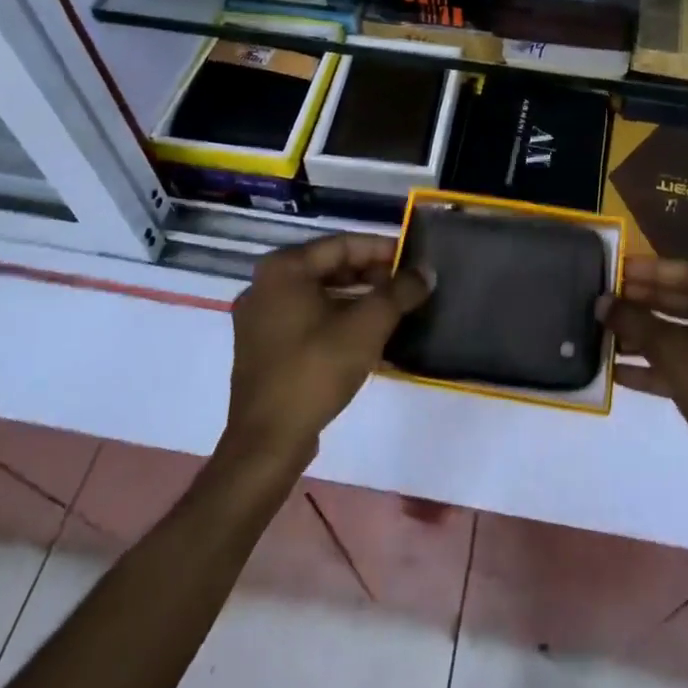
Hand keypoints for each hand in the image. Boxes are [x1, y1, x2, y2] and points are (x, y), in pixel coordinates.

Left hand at [223, 234, 431, 469]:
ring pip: (320, 294)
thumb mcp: (367, 326)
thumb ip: (399, 292)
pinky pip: (308, 317)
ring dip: (358, 298)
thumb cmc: (315, 370)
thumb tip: (426, 272)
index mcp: (284, 268)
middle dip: (372, 274)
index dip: (383, 249)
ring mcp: (261, 317)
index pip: (343, 244)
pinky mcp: (264, 346)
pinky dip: (337, 318)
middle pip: (330, 267)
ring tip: (394, 308)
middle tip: (407, 285)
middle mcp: (266, 284)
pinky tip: (367, 333)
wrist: (267, 442)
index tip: (414, 260)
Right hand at [599, 258, 687, 505]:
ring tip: (607, 336)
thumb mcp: (675, 353)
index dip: (649, 271)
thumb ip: (636, 323)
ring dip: (649, 339)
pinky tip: (621, 373)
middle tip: (608, 301)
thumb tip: (601, 303)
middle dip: (646, 306)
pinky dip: (663, 367)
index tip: (617, 269)